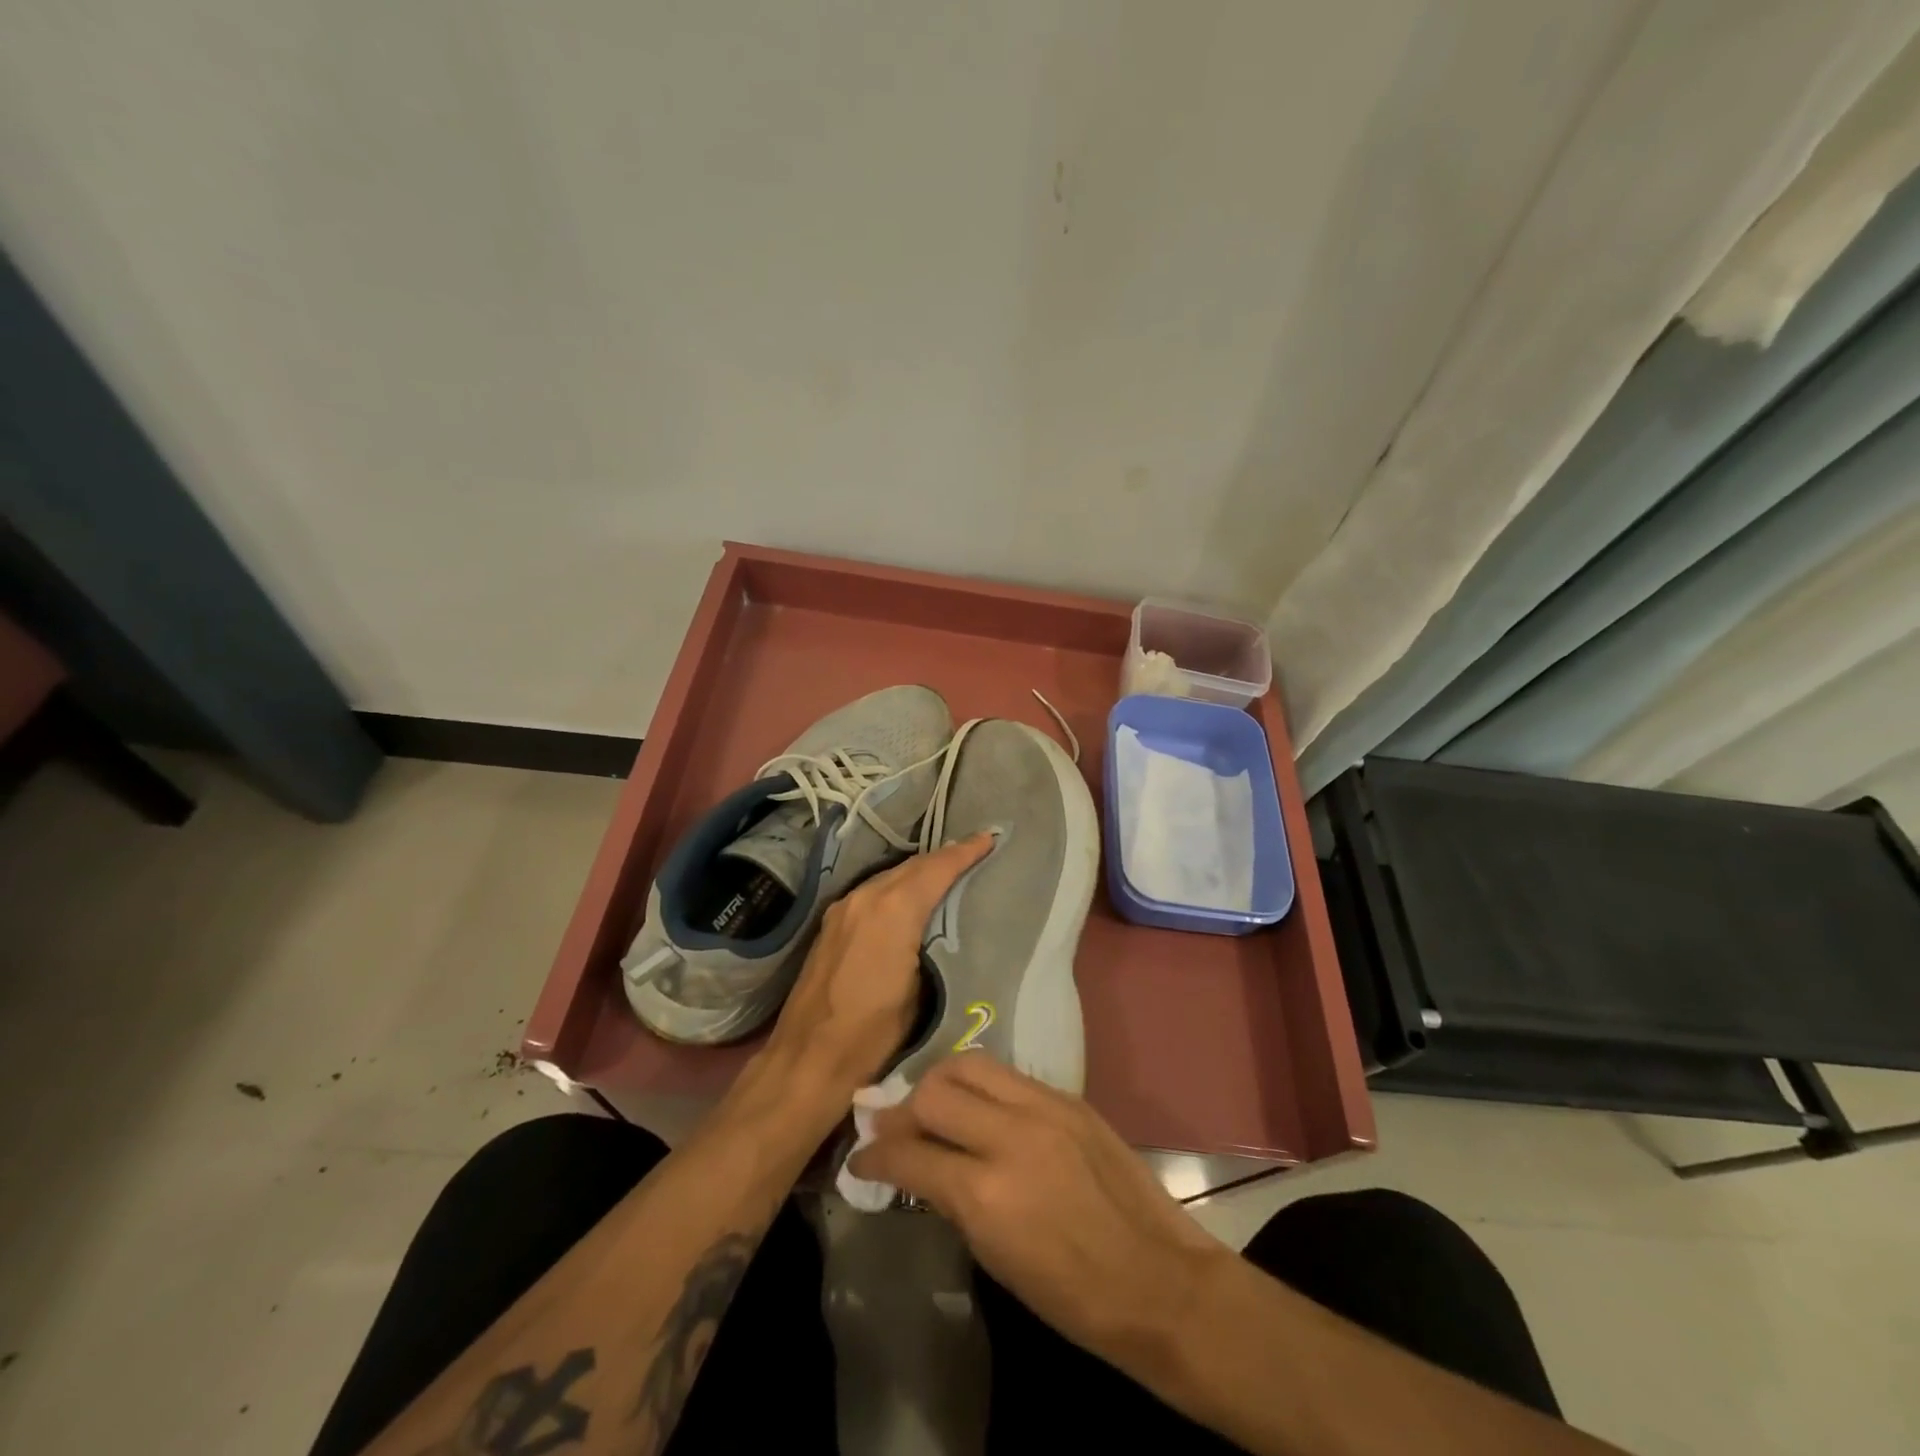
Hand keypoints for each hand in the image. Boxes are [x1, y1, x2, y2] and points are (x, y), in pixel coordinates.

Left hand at [763, 833, 993, 1097]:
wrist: (808, 1058)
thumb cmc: (873, 1033)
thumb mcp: (921, 991)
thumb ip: (934, 945)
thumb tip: (947, 926)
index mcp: (893, 910)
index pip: (936, 869)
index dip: (965, 852)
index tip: (989, 839)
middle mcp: (866, 897)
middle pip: (912, 865)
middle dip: (944, 857)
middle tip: (974, 852)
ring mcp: (844, 908)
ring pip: (890, 875)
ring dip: (919, 870)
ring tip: (948, 871)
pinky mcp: (832, 923)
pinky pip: (873, 890)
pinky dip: (897, 886)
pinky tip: (909, 897)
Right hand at [848, 1053, 1230, 1360]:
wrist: (1156, 1279)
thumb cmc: (1072, 1294)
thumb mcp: (995, 1256)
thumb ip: (954, 1199)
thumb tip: (921, 1166)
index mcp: (985, 1193)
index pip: (910, 1153)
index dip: (875, 1156)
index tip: (860, 1159)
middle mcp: (1009, 1135)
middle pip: (933, 1093)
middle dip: (902, 1110)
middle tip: (892, 1126)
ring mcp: (1043, 1107)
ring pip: (970, 1065)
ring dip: (939, 1082)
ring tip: (930, 1101)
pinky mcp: (1068, 1097)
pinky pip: (1008, 1075)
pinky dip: (981, 1086)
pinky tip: (977, 1105)